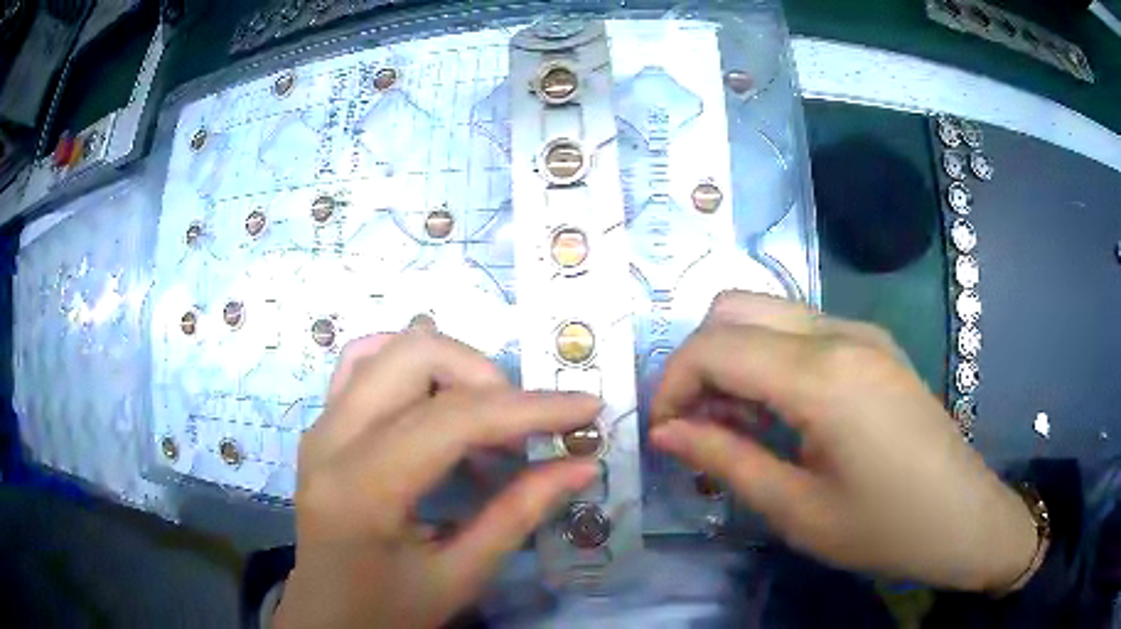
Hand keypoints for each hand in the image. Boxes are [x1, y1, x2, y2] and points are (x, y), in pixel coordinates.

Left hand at [275, 331, 599, 627]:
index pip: (452, 419)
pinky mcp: (321, 427)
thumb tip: (581, 464)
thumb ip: (519, 514)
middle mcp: (330, 440)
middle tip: (522, 430)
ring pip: (389, 349)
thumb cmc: (389, 611)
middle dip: (486, 378)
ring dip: (451, 370)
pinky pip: (363, 365)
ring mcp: (320, 426)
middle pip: (414, 356)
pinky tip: (438, 404)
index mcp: (362, 489)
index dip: (528, 409)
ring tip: (485, 422)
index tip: (586, 407)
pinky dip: (411, 369)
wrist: (327, 619)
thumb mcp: (460, 576)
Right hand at [650, 291, 1037, 591]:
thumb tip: (666, 433)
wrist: (964, 518)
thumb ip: (726, 461)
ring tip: (734, 423)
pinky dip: (767, 359)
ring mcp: (862, 331)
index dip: (671, 385)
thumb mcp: (798, 511)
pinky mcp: (873, 344)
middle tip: (696, 424)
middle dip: (696, 362)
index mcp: (824, 376)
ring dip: (732, 358)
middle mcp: (841, 333)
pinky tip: (777, 412)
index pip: (714, 347)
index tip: (663, 434)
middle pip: (734, 309)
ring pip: (766, 312)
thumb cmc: (885, 529)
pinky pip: (800, 330)